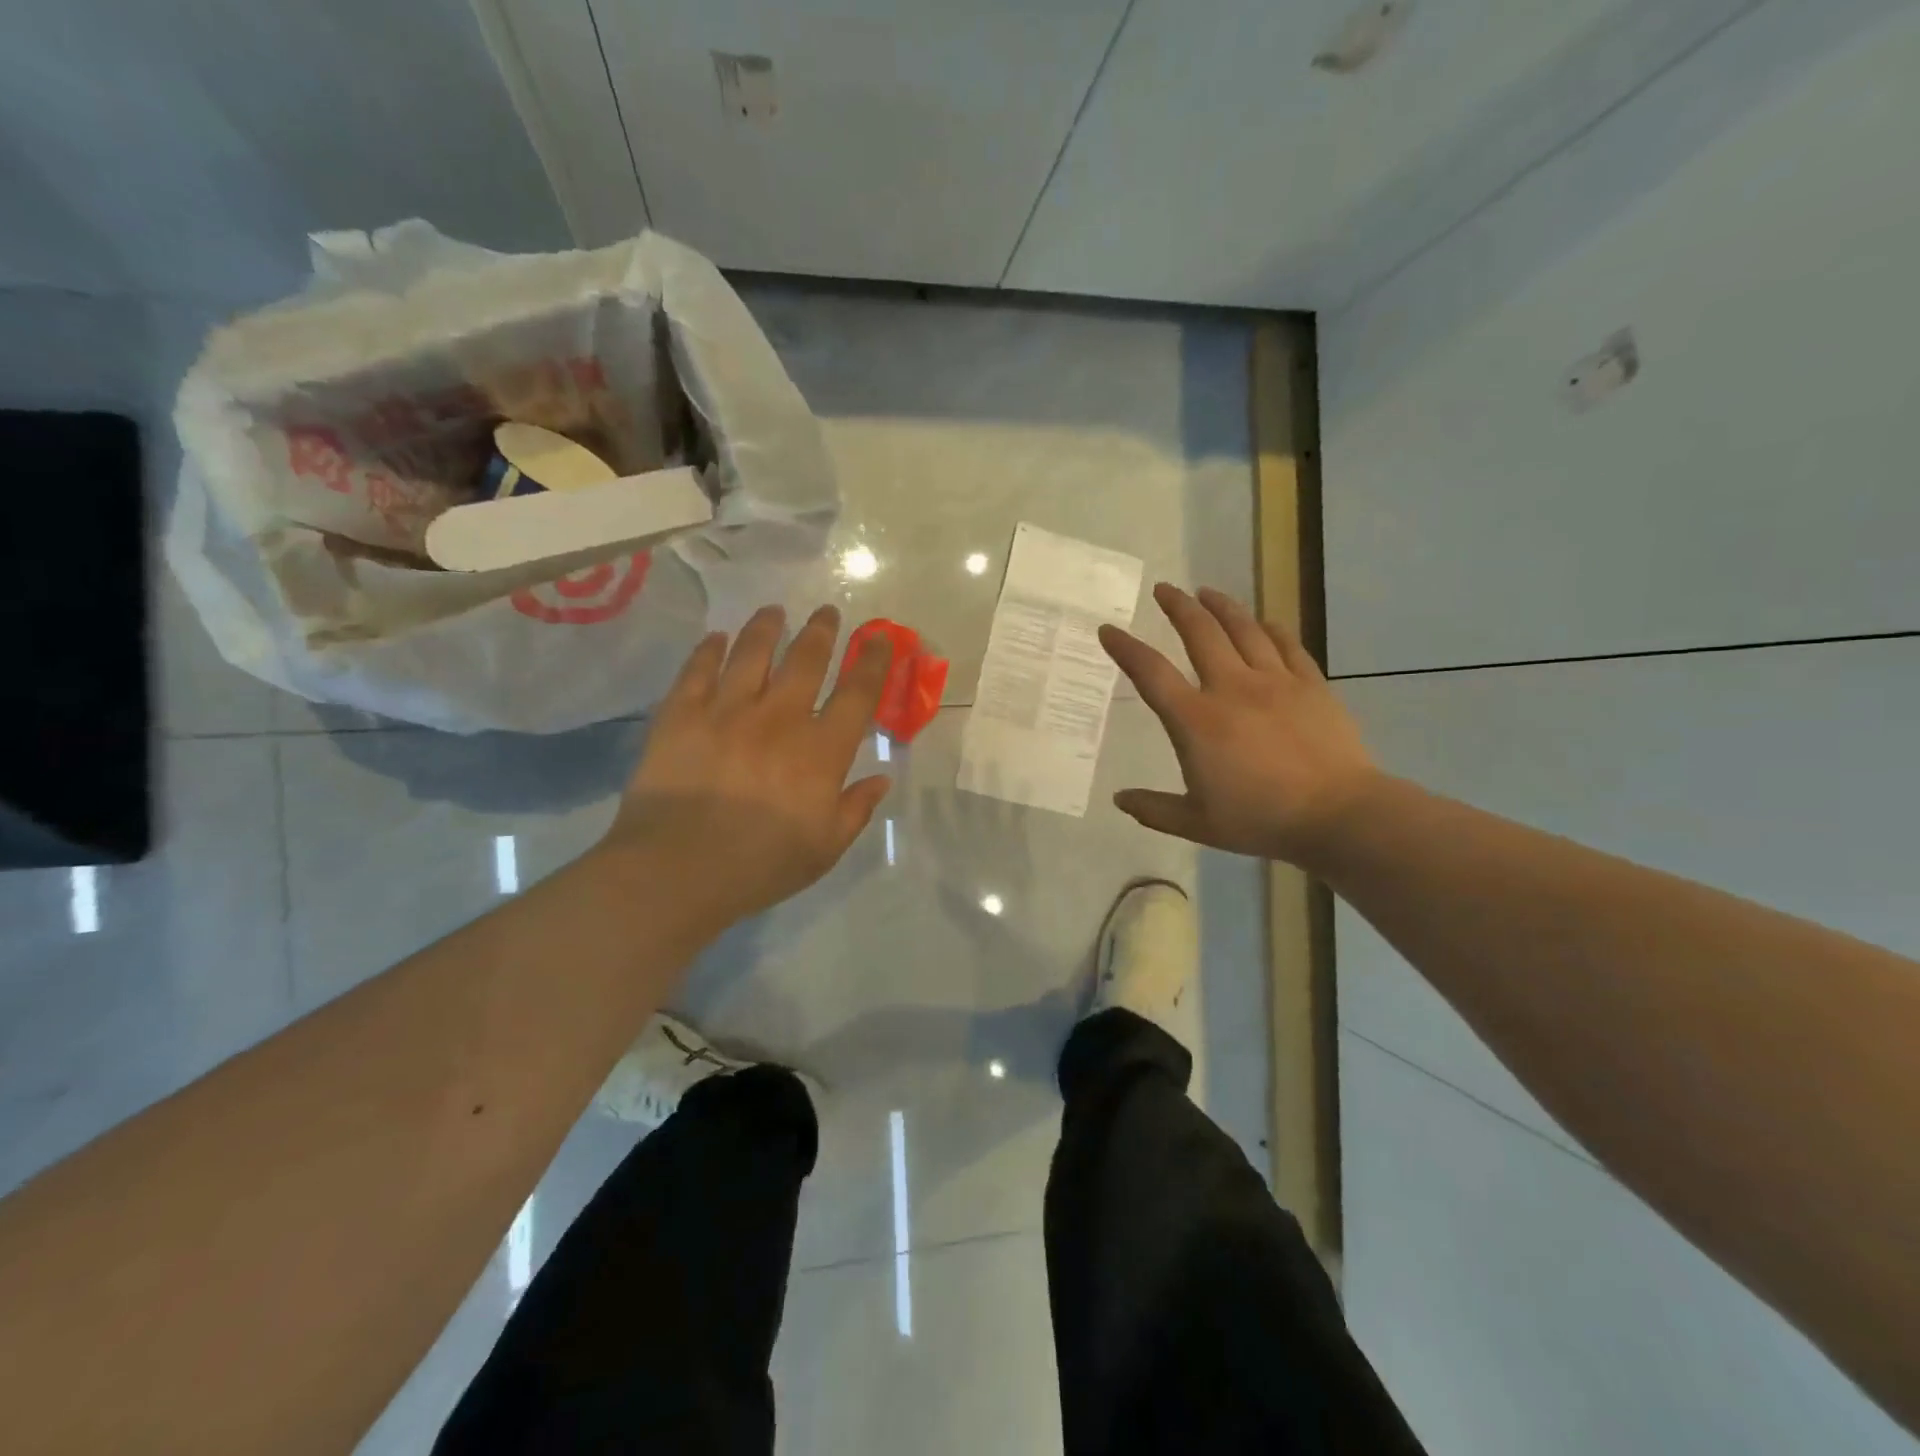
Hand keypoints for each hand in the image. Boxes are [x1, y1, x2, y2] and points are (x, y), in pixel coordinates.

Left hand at [600, 604, 892, 929]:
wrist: (678, 869)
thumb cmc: (761, 866)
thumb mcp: (825, 848)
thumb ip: (855, 809)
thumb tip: (882, 778)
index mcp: (821, 751)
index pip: (857, 694)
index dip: (874, 662)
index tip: (881, 639)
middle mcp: (780, 718)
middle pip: (806, 660)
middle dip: (822, 631)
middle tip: (827, 613)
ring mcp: (727, 711)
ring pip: (752, 653)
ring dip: (767, 627)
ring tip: (774, 611)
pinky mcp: (681, 714)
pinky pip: (698, 670)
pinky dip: (709, 650)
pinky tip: (715, 638)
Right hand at [1099, 584, 1380, 865]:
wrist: (1337, 814)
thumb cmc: (1260, 819)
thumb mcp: (1196, 823)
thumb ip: (1154, 809)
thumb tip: (1120, 799)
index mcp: (1196, 720)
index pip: (1151, 674)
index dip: (1125, 649)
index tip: (1108, 630)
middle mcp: (1231, 688)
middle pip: (1199, 633)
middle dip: (1177, 607)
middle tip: (1164, 589)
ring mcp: (1275, 682)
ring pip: (1243, 629)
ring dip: (1221, 606)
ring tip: (1206, 592)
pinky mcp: (1311, 685)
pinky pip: (1286, 645)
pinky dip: (1271, 629)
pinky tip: (1263, 622)